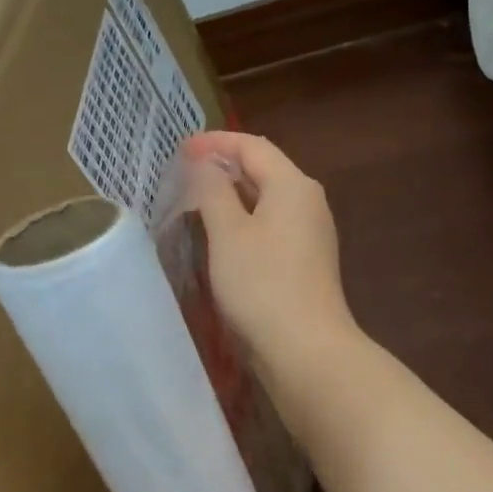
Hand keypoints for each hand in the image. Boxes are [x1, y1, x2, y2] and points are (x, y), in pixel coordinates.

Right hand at [180, 132, 357, 379]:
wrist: (305, 348)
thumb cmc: (262, 285)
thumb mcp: (228, 232)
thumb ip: (213, 191)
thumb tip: (206, 164)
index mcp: (293, 185)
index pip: (252, 147)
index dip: (215, 143)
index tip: (180, 150)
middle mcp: (309, 203)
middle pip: (264, 171)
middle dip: (224, 168)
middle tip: (184, 175)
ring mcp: (312, 235)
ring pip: (268, 202)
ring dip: (234, 198)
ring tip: (197, 203)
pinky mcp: (307, 263)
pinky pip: (273, 229)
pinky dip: (246, 223)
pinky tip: (224, 238)